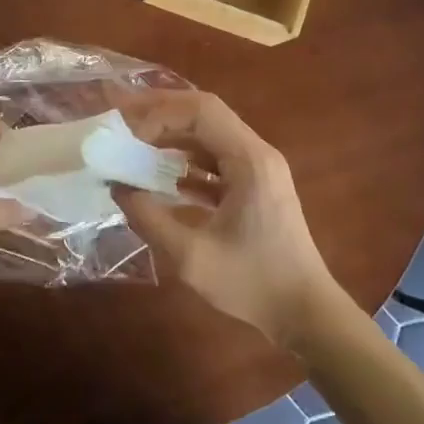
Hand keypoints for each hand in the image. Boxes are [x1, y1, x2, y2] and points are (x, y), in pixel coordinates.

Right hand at [114, 91, 341, 346]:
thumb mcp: (191, 257)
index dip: (159, 112)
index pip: (201, 110)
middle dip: (162, 115)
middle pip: (205, 114)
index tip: (126, 130)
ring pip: (209, 135)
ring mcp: (259, 168)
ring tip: (133, 145)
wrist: (306, 313)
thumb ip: (149, 218)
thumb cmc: (252, 284)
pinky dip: (186, 161)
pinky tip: (158, 176)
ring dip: (172, 137)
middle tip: (123, 125)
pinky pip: (216, 159)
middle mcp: (257, 153)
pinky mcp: (256, 186)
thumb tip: (117, 186)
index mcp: (249, 160)